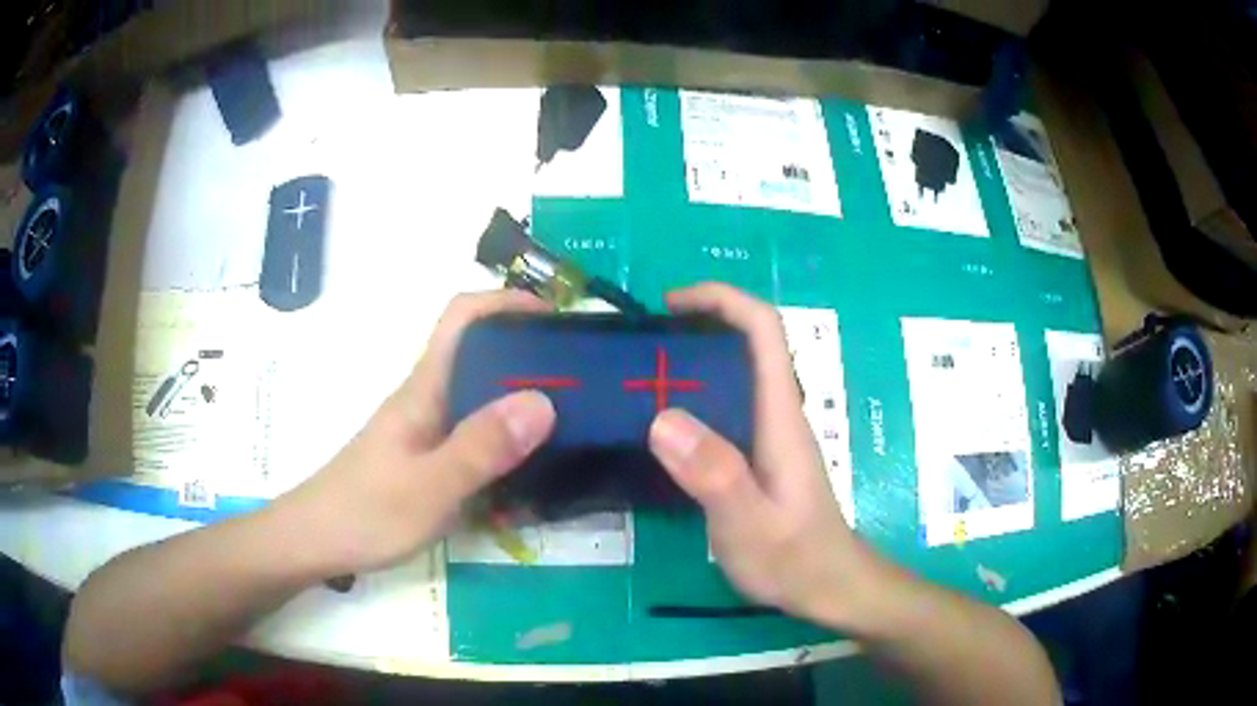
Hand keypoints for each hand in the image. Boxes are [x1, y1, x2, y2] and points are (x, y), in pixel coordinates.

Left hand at [278, 291, 556, 574]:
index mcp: (426, 389)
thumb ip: (481, 447)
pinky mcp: (427, 462)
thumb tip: (542, 401)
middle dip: (529, 356)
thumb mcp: (429, 486)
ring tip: (571, 425)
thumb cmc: (366, 512)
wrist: (316, 543)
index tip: (555, 318)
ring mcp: (427, 433)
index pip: (462, 318)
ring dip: (522, 404)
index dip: (506, 302)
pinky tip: (529, 474)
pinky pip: (475, 440)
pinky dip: (507, 445)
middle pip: (480, 356)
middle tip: (582, 382)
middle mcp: (428, 401)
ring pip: (480, 400)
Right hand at [648, 284, 879, 620]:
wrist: (829, 587)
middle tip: (641, 343)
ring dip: (693, 361)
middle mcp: (777, 414)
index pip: (763, 329)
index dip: (722, 299)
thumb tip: (664, 418)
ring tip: (639, 376)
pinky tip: (661, 426)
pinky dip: (694, 398)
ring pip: (736, 375)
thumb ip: (715, 475)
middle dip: (699, 324)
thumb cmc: (794, 558)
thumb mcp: (750, 524)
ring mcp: (770, 435)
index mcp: (780, 415)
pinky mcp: (759, 457)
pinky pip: (726, 408)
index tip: (671, 303)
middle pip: (747, 343)